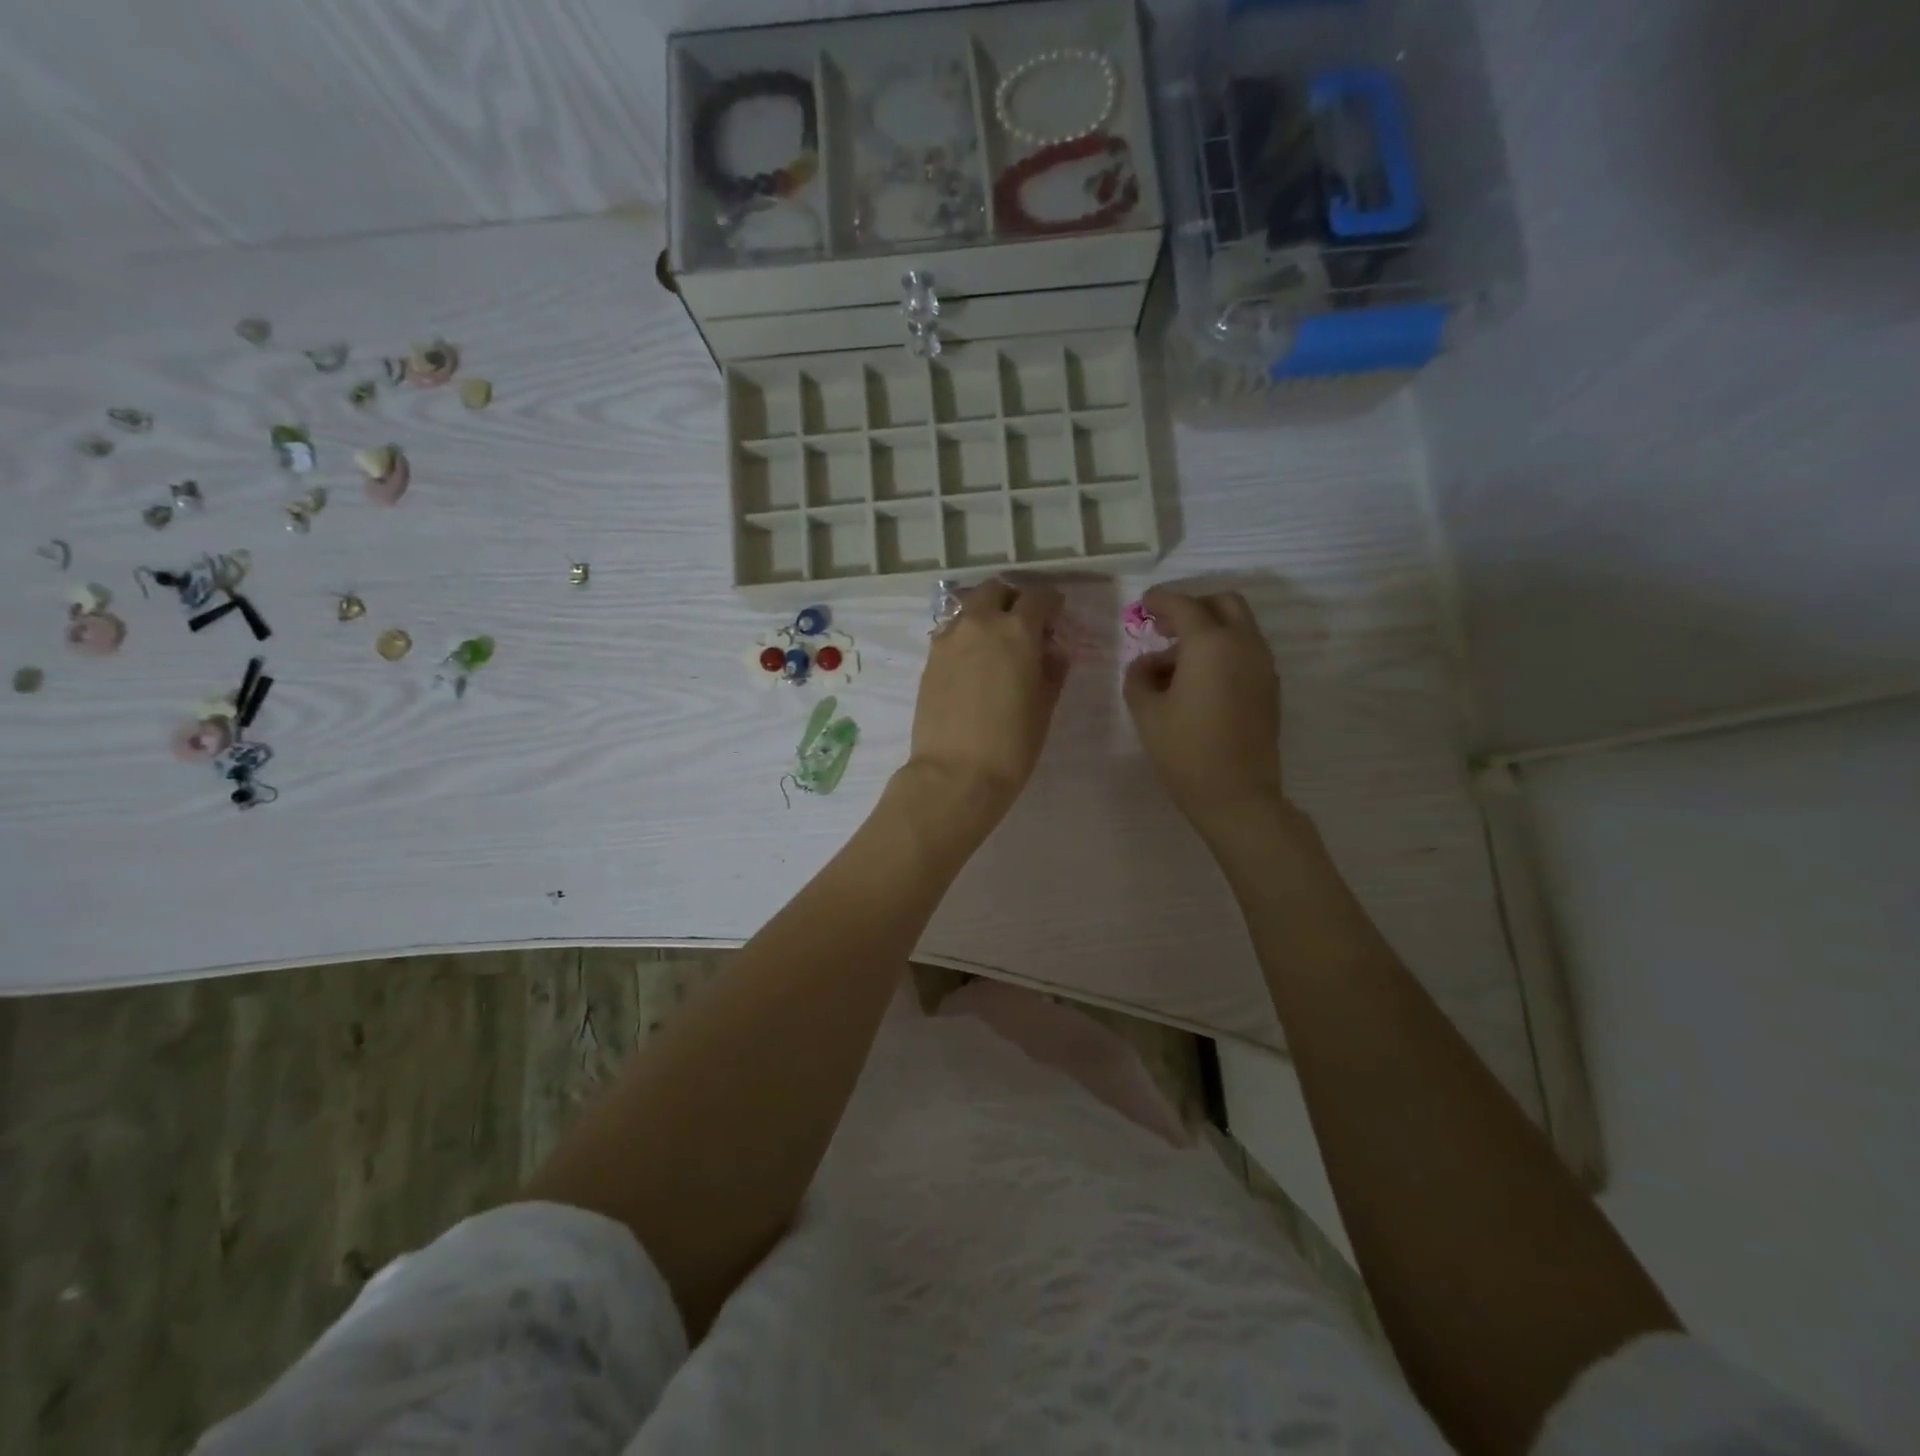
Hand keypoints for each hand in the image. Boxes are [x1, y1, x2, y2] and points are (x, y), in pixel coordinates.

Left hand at [898, 578, 1066, 844]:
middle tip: (1024, 623)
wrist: (955, 775)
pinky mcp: (930, 659)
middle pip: (996, 591)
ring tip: (996, 642)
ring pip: (969, 607)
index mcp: (1017, 631)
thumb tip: (1053, 650)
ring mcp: (949, 639)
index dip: (1051, 602)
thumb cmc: (1011, 745)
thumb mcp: (1044, 707)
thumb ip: (1052, 670)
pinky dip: (966, 634)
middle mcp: (980, 624)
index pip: (1038, 598)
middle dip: (1013, 599)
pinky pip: (952, 632)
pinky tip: (973, 661)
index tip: (1057, 614)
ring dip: (986, 614)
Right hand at [1123, 586, 1283, 834]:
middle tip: (1165, 627)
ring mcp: (1262, 665)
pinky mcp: (1269, 687)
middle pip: (1223, 604)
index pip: (1184, 606)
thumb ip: (1139, 677)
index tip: (1144, 604)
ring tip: (1176, 661)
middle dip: (1193, 607)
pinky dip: (1223, 649)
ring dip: (1209, 630)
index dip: (1161, 600)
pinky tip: (1199, 679)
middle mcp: (1243, 645)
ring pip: (1239, 626)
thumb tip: (1146, 664)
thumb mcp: (1146, 712)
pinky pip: (1246, 650)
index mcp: (1210, 645)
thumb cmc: (1185, 751)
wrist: (1236, 795)